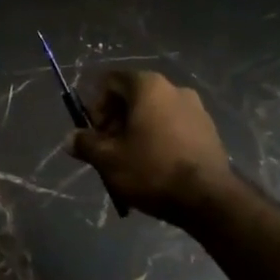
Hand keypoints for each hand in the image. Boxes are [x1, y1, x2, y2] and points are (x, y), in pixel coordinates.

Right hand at [68, 71, 235, 223]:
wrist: (208, 198)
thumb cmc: (152, 170)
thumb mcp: (109, 159)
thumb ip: (86, 144)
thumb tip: (70, 138)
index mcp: (148, 87)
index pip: (111, 81)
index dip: (96, 105)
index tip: (95, 133)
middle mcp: (174, 89)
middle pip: (134, 97)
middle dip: (116, 121)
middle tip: (109, 150)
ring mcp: (196, 109)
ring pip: (155, 113)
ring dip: (137, 131)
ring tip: (131, 162)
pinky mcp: (209, 130)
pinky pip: (174, 127)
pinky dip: (159, 139)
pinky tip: (156, 167)